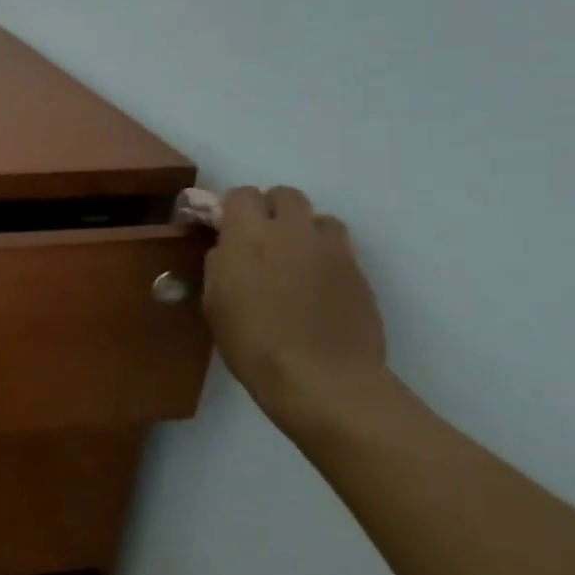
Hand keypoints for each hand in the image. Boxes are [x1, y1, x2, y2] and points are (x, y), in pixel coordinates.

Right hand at [203, 186, 394, 432]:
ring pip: (320, 218)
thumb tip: (228, 249)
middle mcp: (292, 231)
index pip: (242, 194)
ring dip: (304, 230)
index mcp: (249, 235)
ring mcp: (332, 250)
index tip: (228, 229)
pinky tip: (316, 287)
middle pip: (286, 195)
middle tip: (263, 240)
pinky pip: (339, 249)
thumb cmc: (253, 343)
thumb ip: (220, 264)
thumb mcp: (215, 302)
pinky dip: (326, 257)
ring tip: (295, 260)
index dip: (233, 208)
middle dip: (272, 209)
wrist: (321, 380)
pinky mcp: (359, 272)